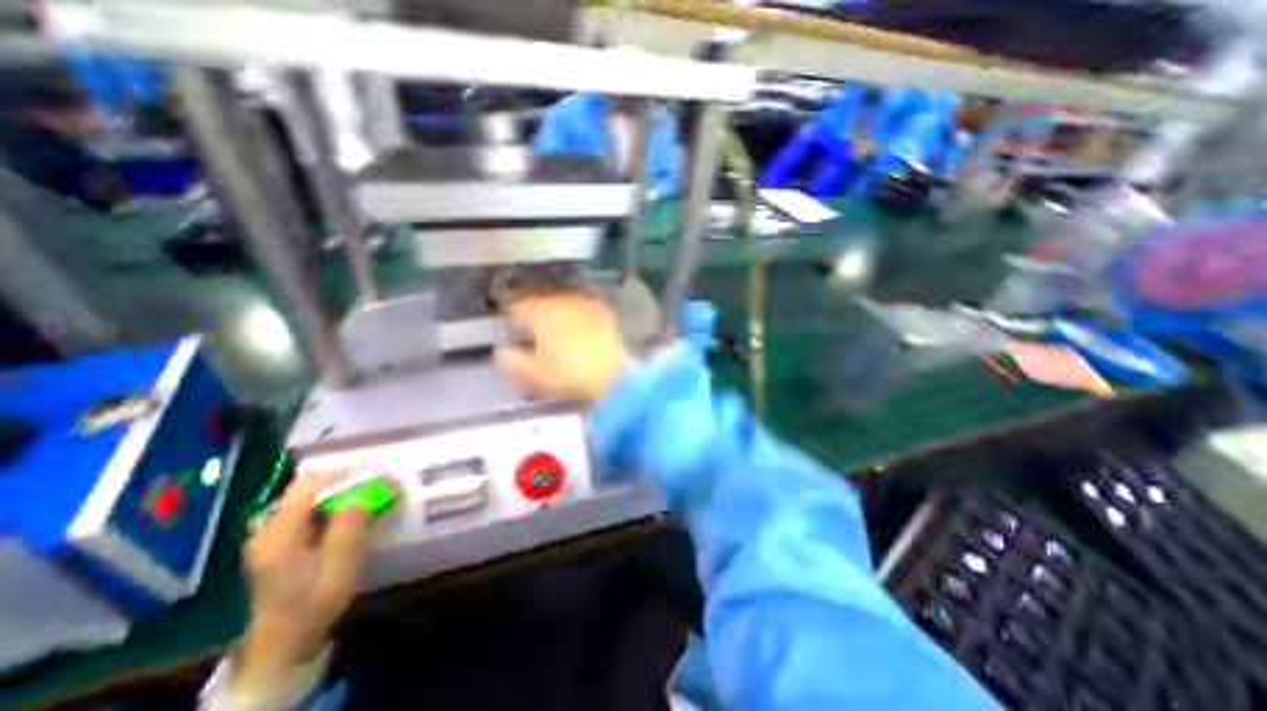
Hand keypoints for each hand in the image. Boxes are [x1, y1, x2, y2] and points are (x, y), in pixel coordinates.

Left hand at [235, 469, 368, 685]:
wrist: (284, 639)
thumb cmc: (315, 603)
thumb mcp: (340, 568)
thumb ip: (349, 528)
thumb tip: (362, 494)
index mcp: (278, 536)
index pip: (308, 486)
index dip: (344, 473)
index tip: (376, 472)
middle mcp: (267, 529)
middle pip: (306, 486)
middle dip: (344, 477)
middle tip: (377, 479)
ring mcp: (269, 533)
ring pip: (307, 494)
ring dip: (340, 487)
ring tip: (368, 489)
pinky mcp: (278, 539)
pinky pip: (306, 506)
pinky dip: (331, 499)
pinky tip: (349, 506)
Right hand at [495, 287, 633, 398]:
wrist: (611, 374)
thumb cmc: (569, 374)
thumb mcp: (534, 374)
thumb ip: (512, 361)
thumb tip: (501, 351)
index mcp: (539, 314)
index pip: (516, 306)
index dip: (508, 311)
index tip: (504, 315)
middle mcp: (560, 302)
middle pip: (539, 299)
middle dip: (530, 306)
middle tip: (526, 315)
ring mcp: (583, 304)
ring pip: (561, 298)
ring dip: (553, 304)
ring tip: (551, 315)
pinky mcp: (602, 311)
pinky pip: (584, 304)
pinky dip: (577, 308)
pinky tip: (578, 317)